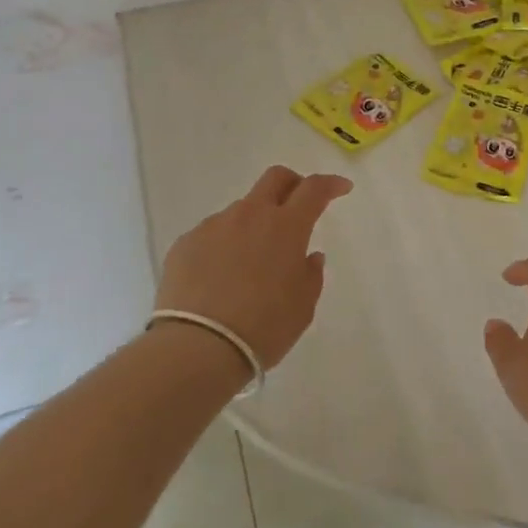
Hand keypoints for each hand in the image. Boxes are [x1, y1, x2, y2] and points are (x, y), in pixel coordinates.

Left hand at [154, 165, 350, 371]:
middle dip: (292, 183)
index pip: (314, 189)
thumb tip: (309, 256)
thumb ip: (311, 275)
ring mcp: (215, 225)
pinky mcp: (186, 242)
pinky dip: (223, 246)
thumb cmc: (263, 328)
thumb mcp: (302, 308)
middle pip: (275, 178)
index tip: (341, 188)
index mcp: (286, 226)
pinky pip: (212, 235)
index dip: (330, 184)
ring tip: (250, 263)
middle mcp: (250, 215)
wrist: (197, 348)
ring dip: (253, 224)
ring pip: (241, 210)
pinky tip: (219, 278)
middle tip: (298, 204)